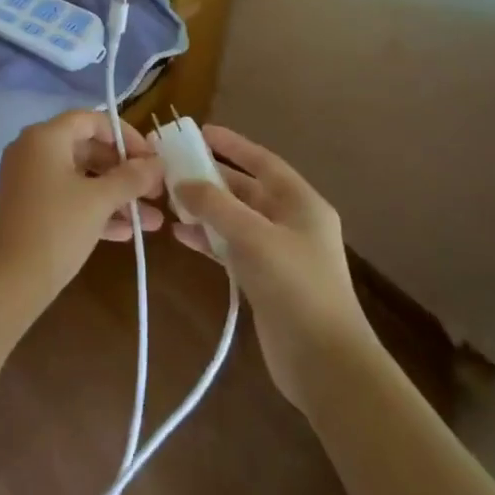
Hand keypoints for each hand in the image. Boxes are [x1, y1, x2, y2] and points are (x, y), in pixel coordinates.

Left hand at [0, 108, 164, 327]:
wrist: (8, 284)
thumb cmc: (56, 229)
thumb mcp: (99, 201)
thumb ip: (131, 177)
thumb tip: (157, 163)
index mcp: (45, 137)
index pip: (92, 121)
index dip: (127, 136)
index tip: (153, 159)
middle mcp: (33, 151)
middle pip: (87, 149)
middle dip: (125, 172)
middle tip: (156, 191)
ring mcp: (28, 180)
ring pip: (80, 178)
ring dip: (116, 196)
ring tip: (152, 220)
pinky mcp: (28, 207)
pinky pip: (67, 198)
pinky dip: (94, 210)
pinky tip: (126, 233)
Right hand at [172, 126, 376, 410]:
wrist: (325, 362)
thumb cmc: (295, 286)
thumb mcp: (253, 236)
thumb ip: (215, 205)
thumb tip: (183, 183)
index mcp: (301, 203)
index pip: (262, 161)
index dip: (232, 144)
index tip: (200, 132)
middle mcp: (291, 222)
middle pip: (246, 190)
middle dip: (211, 178)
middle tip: (174, 167)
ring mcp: (278, 252)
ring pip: (235, 219)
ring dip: (206, 210)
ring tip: (170, 201)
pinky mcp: (265, 280)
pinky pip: (231, 248)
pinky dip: (208, 240)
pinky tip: (181, 236)